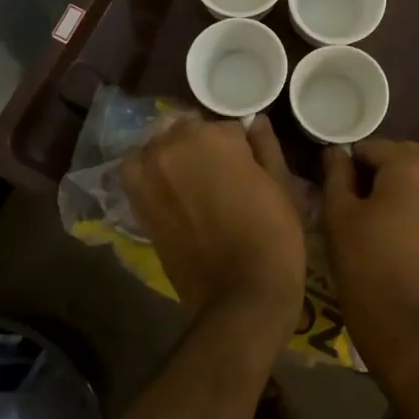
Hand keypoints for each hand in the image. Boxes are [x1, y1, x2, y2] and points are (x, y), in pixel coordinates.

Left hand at [121, 116, 305, 349]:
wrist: (240, 297)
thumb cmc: (273, 236)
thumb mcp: (281, 184)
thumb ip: (265, 145)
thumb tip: (254, 121)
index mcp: (212, 135)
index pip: (227, 125)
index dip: (241, 145)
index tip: (250, 164)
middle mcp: (172, 146)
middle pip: (188, 130)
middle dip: (204, 144)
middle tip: (224, 174)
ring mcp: (148, 175)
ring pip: (158, 146)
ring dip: (172, 154)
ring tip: (193, 179)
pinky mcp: (137, 204)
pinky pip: (137, 172)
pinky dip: (150, 173)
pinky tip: (171, 189)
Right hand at [325, 140, 418, 386]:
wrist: (411, 329)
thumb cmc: (367, 266)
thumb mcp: (339, 215)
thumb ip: (337, 173)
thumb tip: (337, 151)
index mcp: (415, 161)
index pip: (370, 148)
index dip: (348, 167)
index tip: (336, 192)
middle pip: (400, 160)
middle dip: (378, 177)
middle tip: (355, 209)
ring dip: (401, 192)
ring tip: (378, 224)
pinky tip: (403, 235)